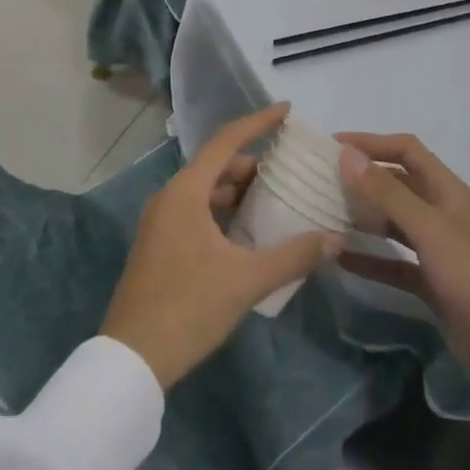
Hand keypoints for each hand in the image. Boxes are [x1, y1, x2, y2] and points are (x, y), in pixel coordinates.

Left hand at [101, 105, 341, 388]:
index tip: (287, 111)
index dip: (258, 123)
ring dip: (240, 193)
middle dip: (254, 167)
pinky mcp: (161, 246)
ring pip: (207, 192)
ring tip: (277, 203)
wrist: (132, 359)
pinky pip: (198, 213)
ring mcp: (162, 223)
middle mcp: (170, 198)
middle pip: (217, 167)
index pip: (226, 141)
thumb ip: (294, 256)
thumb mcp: (246, 281)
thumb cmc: (188, 307)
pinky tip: (251, 235)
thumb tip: (336, 238)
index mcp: (185, 192)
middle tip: (291, 175)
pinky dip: (226, 214)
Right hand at [337, 133, 469, 410]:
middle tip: (319, 181)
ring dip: (363, 217)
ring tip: (323, 215)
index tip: (331, 145)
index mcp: (448, 191)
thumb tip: (347, 153)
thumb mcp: (429, 229)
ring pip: (393, 223)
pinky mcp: (431, 284)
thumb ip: (387, 192)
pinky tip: (340, 260)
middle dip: (363, 178)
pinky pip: (393, 263)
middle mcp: (442, 213)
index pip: (406, 150)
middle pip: (397, 184)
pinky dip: (369, 259)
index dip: (371, 142)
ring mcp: (437, 250)